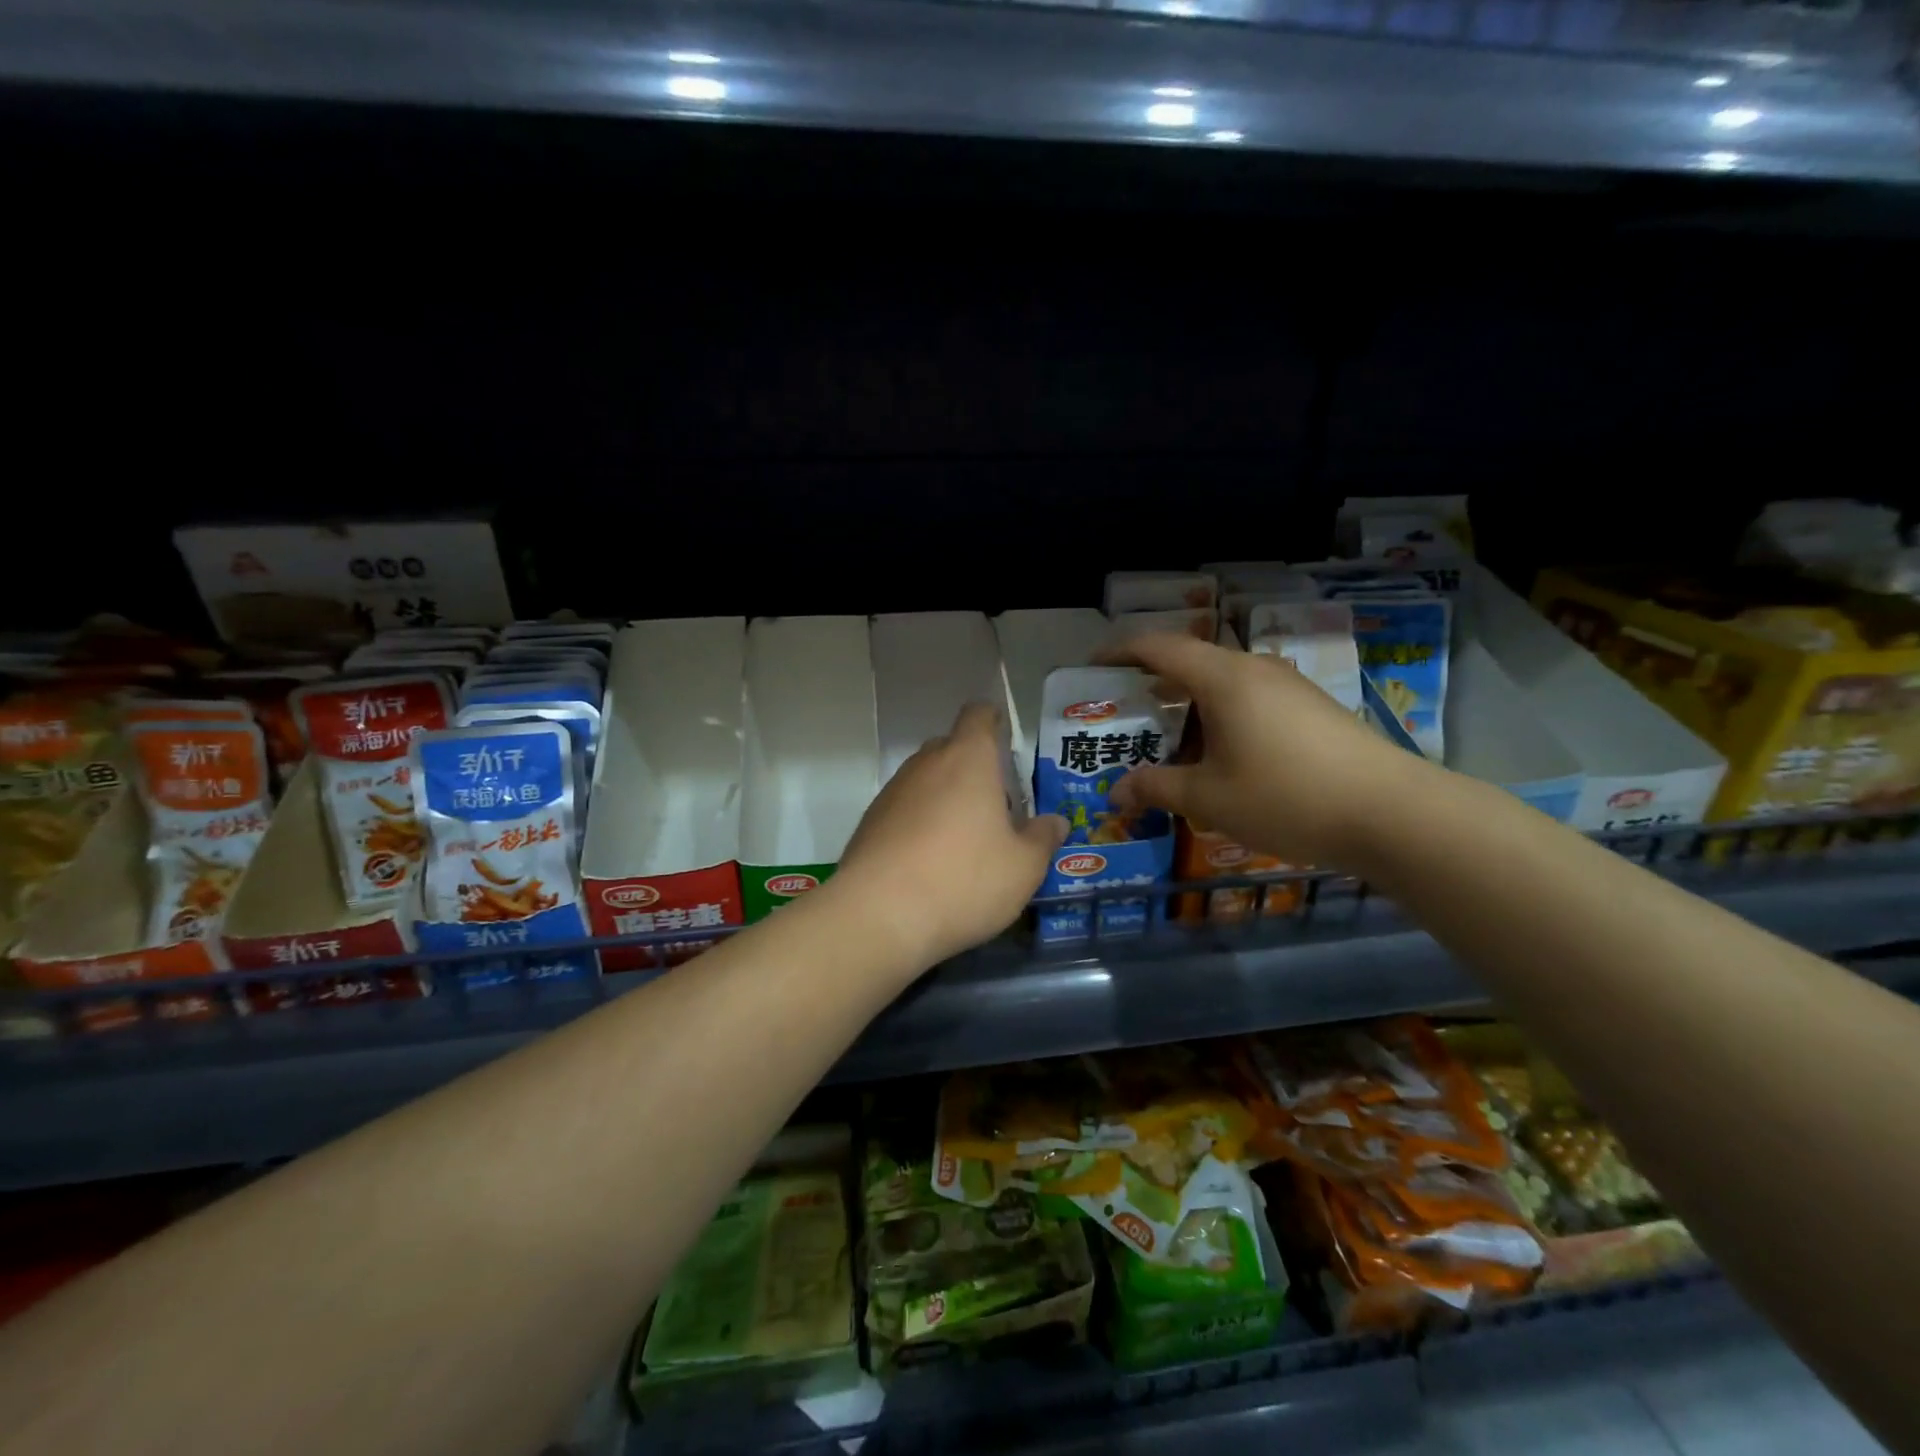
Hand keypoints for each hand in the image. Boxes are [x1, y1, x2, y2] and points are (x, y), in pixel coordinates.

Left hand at [831, 702, 1068, 968]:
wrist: (879, 916)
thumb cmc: (964, 879)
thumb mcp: (1023, 867)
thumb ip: (1043, 839)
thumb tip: (1055, 822)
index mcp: (968, 759)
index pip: (978, 715)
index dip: (993, 721)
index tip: (1006, 741)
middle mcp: (926, 764)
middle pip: (951, 748)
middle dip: (973, 768)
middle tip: (996, 807)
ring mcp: (892, 792)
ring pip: (926, 781)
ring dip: (945, 798)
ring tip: (964, 841)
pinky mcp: (869, 823)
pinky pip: (903, 810)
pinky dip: (919, 824)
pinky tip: (930, 863)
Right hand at [1103, 632, 1430, 868]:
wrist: (1392, 813)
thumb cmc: (1286, 797)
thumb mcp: (1209, 797)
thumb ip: (1156, 787)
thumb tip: (1116, 792)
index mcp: (1222, 677)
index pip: (1157, 646)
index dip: (1119, 652)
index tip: (1091, 669)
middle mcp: (1253, 668)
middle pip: (1189, 661)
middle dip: (1151, 684)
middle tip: (1123, 716)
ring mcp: (1287, 685)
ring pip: (1221, 682)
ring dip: (1187, 704)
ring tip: (1166, 740)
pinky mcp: (1310, 707)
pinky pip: (1248, 698)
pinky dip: (1219, 715)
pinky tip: (1219, 754)